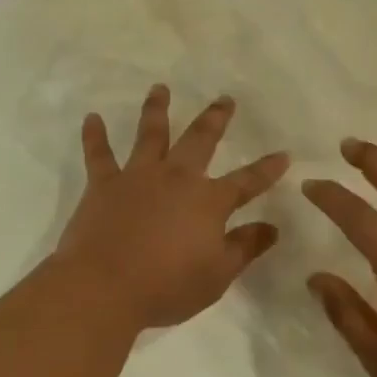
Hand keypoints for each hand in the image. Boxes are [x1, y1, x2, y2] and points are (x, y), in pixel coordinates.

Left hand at [54, 84, 289, 330]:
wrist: (103, 287)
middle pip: (200, 140)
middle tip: (224, 99)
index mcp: (209, 201)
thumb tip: (272, 227)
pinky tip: (92, 118)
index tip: (284, 154)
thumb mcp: (217, 274)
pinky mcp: (103, 185)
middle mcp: (176, 178)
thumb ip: (245, 247)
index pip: (247, 181)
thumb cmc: (167, 286)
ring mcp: (138, 177)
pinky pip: (98, 154)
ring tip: (160, 88)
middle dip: (215, 118)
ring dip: (157, 109)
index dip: (267, 169)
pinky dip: (94, 135)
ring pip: (150, 134)